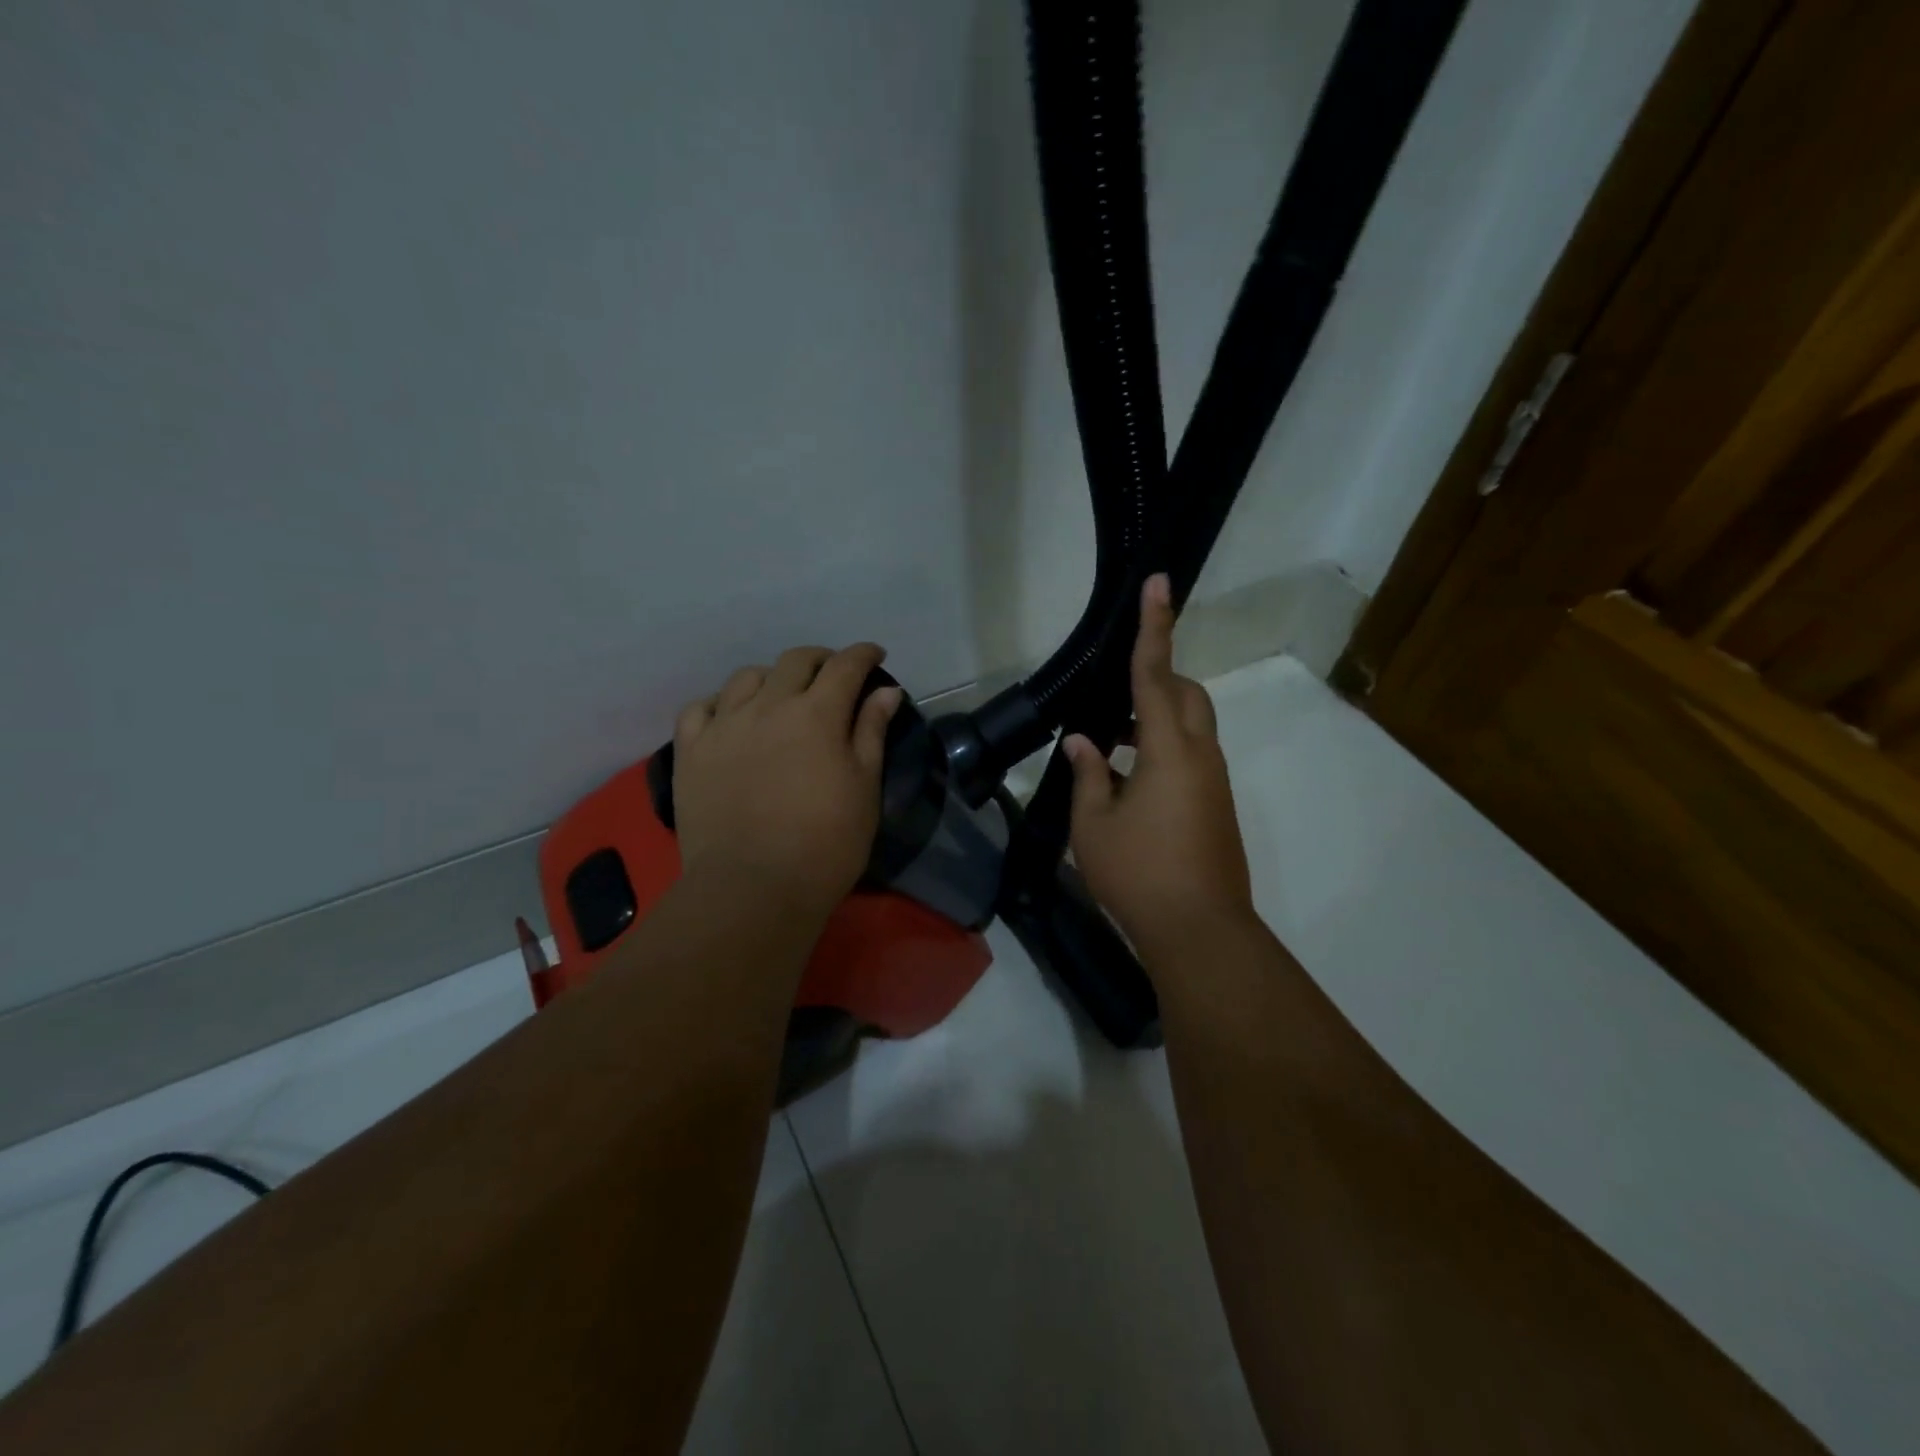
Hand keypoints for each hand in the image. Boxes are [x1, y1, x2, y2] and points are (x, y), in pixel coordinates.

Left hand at [672, 643, 901, 922]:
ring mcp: (723, 725)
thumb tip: (885, 690)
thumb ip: (871, 732)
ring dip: (772, 678)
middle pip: (795, 661)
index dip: (863, 654)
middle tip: (833, 676)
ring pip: (747, 677)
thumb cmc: (825, 844)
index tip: (875, 656)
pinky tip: (731, 717)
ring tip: (781, 696)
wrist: (752, 889)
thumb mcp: (863, 788)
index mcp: (817, 714)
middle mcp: (768, 706)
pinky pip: (700, 708)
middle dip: (821, 660)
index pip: (845, 666)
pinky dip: (721, 703)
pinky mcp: (690, 750)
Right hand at [1063, 574, 1255, 967]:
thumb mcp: (1093, 825)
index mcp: (1169, 749)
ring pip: (1191, 728)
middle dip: (1157, 680)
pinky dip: (1162, 752)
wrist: (1200, 932)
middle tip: (1113, 703)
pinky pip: (1191, 758)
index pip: (1156, 674)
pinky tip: (1128, 784)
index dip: (1154, 626)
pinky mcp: (1217, 806)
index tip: (1159, 583)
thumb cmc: (1138, 874)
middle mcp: (1201, 756)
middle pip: (1187, 695)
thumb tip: (1082, 741)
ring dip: (1155, 722)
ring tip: (1110, 746)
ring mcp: (1214, 782)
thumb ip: (1087, 774)